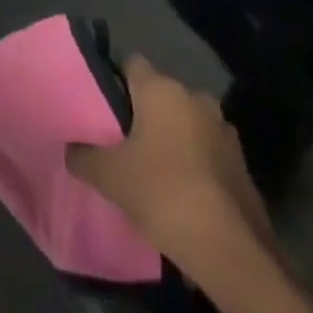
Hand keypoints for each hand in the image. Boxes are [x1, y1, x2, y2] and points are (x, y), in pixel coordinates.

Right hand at [67, 57, 271, 272]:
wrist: (230, 249)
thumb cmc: (161, 192)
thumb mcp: (106, 175)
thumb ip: (82, 155)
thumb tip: (72, 149)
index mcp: (163, 90)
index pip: (131, 64)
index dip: (112, 79)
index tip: (98, 103)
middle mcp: (196, 99)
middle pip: (159, 93)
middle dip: (140, 110)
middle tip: (117, 136)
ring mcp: (224, 130)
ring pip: (185, 121)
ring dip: (169, 135)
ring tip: (146, 162)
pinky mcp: (241, 163)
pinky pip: (204, 148)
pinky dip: (190, 158)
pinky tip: (175, 185)